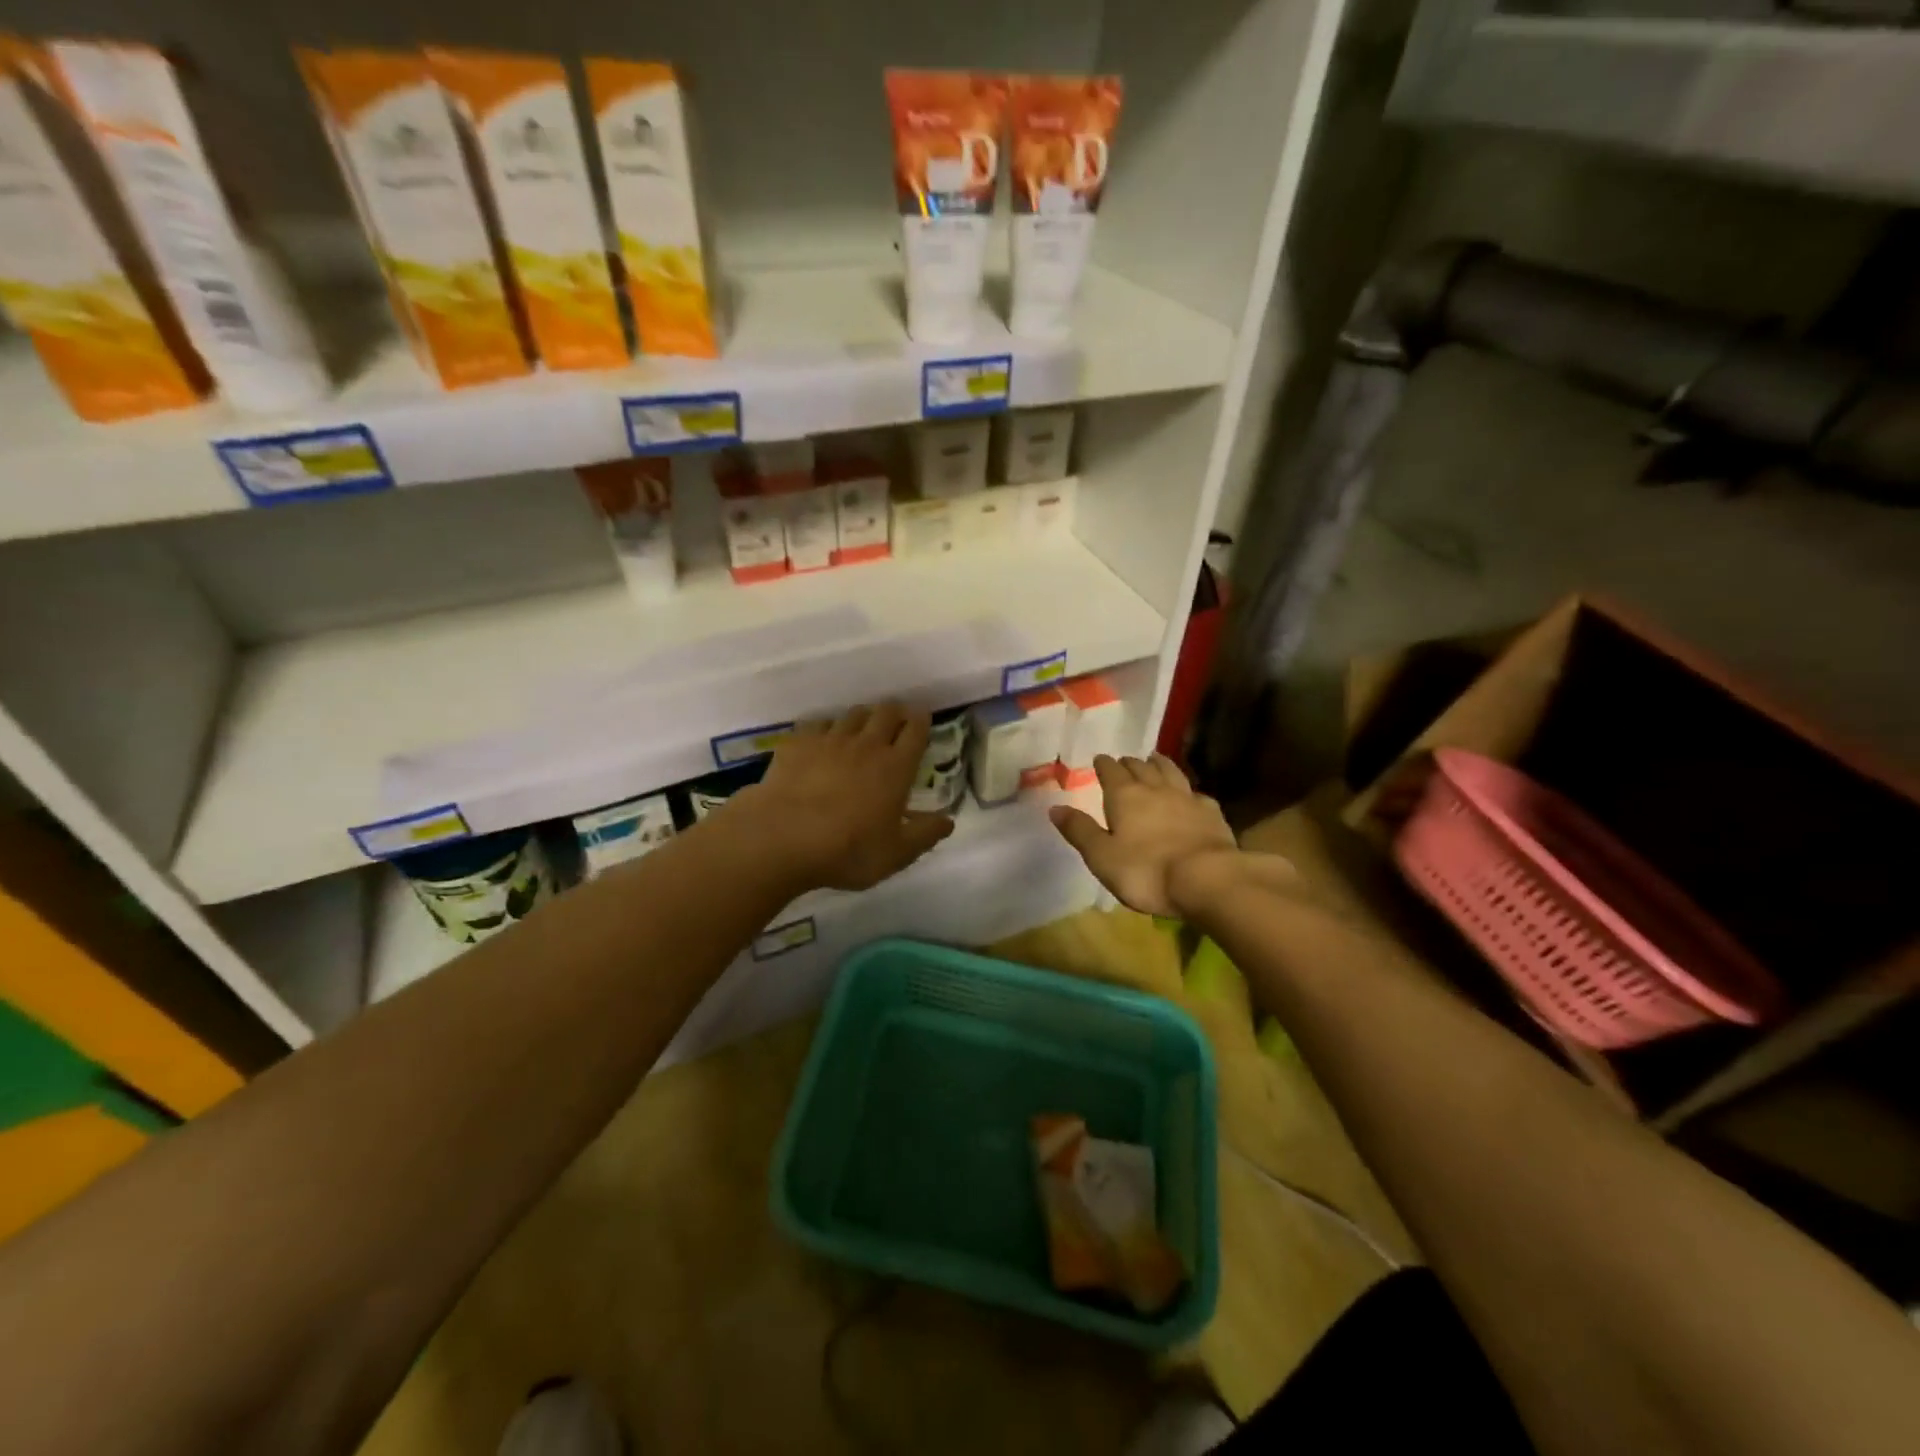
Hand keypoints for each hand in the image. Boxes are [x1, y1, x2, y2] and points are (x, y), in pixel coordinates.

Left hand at [730, 703, 953, 892]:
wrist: (781, 838)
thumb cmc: (847, 850)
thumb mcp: (895, 854)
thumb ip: (924, 835)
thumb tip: (948, 821)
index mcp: (895, 767)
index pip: (915, 731)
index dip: (922, 721)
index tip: (923, 718)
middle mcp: (866, 745)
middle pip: (886, 712)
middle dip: (895, 712)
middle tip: (896, 720)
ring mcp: (829, 740)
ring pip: (853, 714)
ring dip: (863, 717)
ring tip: (862, 728)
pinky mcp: (797, 743)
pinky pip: (817, 723)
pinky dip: (826, 727)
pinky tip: (822, 739)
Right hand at [1049, 754, 1241, 916]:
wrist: (1207, 879)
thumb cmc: (1146, 871)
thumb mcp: (1101, 856)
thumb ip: (1079, 830)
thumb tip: (1055, 807)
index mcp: (1124, 796)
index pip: (1111, 771)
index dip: (1104, 765)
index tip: (1100, 759)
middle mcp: (1155, 789)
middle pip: (1141, 767)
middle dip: (1130, 763)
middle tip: (1125, 761)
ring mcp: (1187, 799)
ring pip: (1171, 773)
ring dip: (1160, 765)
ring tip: (1155, 760)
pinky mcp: (1212, 814)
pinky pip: (1197, 795)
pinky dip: (1189, 791)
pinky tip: (1191, 796)